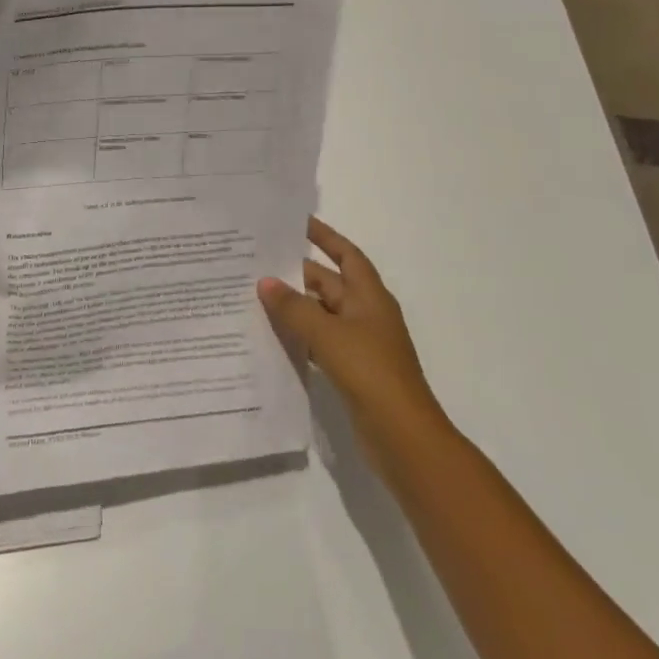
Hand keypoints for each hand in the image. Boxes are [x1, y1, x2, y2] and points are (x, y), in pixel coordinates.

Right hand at [258, 218, 446, 463]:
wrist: (403, 437)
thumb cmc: (370, 373)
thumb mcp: (328, 334)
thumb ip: (294, 307)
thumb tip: (265, 282)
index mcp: (369, 297)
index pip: (346, 254)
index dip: (324, 236)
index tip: (297, 222)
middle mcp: (366, 314)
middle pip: (328, 283)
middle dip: (296, 273)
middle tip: (257, 262)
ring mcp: (360, 343)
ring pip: (321, 314)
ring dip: (294, 306)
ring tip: (255, 295)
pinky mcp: (351, 370)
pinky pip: (320, 341)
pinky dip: (299, 336)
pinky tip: (272, 336)